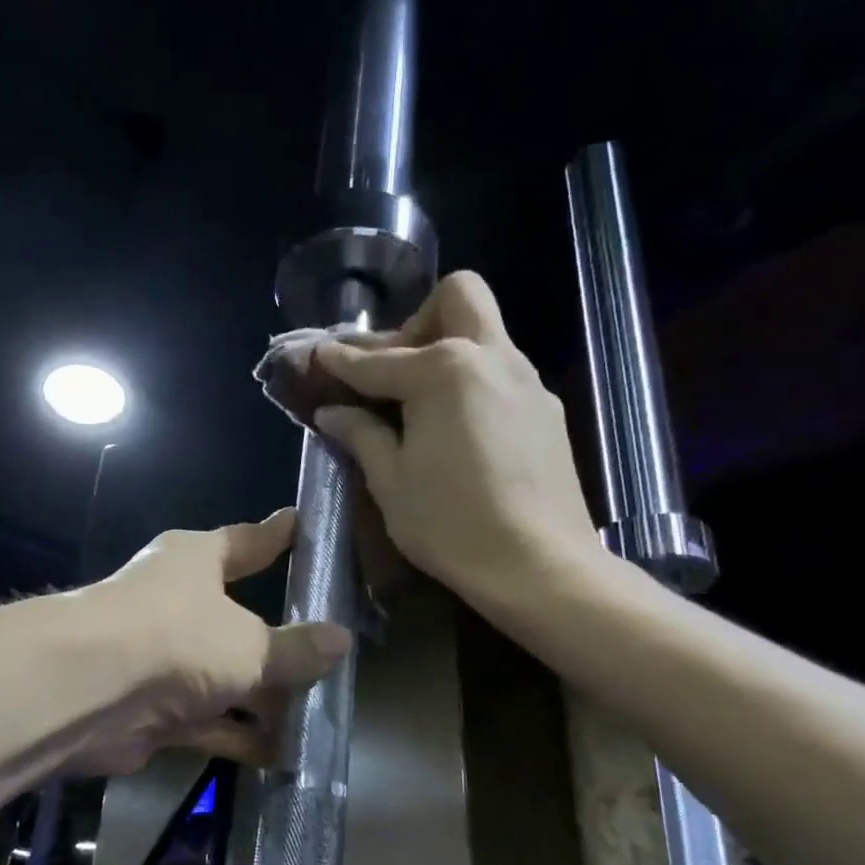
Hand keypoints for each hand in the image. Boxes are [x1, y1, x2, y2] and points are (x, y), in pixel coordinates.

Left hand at [74, 510, 349, 773]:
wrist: (89, 692)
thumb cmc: (177, 636)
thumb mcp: (249, 642)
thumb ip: (295, 648)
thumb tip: (341, 639)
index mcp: (194, 561)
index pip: (245, 542)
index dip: (275, 537)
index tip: (301, 523)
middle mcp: (177, 602)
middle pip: (239, 618)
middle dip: (281, 640)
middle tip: (331, 649)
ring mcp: (164, 658)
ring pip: (227, 675)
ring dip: (265, 697)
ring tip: (319, 712)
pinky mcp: (155, 709)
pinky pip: (211, 721)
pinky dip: (241, 735)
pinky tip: (283, 753)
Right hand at [309, 272, 601, 605]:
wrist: (539, 566)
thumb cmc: (450, 524)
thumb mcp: (391, 481)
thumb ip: (361, 434)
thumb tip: (333, 412)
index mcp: (443, 371)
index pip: (377, 359)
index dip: (341, 360)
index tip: (318, 356)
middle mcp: (490, 359)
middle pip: (457, 297)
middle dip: (415, 320)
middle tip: (391, 369)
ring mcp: (526, 381)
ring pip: (484, 333)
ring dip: (445, 349)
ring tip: (416, 403)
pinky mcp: (546, 410)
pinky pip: (500, 372)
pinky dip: (470, 382)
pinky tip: (455, 429)